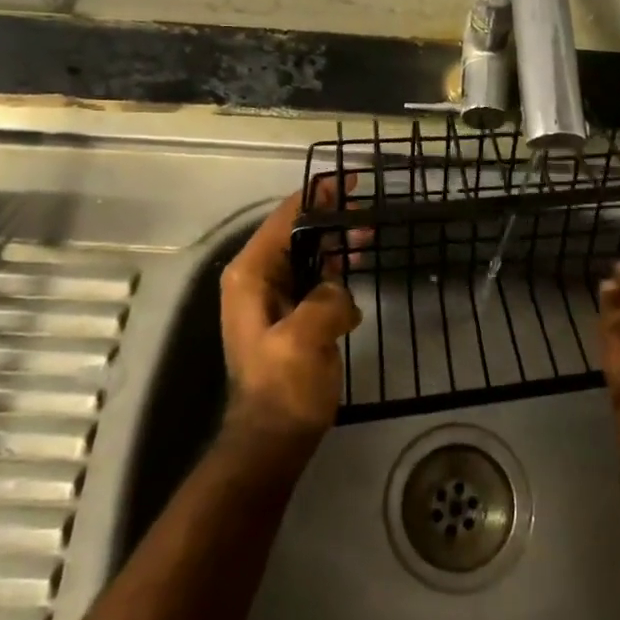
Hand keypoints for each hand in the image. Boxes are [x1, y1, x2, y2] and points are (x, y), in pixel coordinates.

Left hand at [219, 180, 363, 446]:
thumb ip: (325, 298)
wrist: (273, 439)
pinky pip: (313, 277)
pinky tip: (358, 268)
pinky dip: (335, 267)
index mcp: (251, 275)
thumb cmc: (284, 387)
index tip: (351, 181)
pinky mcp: (289, 315)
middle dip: (331, 217)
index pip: (285, 219)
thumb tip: (339, 289)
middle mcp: (256, 278)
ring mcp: (272, 297)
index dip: (318, 195)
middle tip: (367, 208)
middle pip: (296, 232)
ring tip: (369, 236)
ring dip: (336, 242)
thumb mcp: (305, 339)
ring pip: (307, 253)